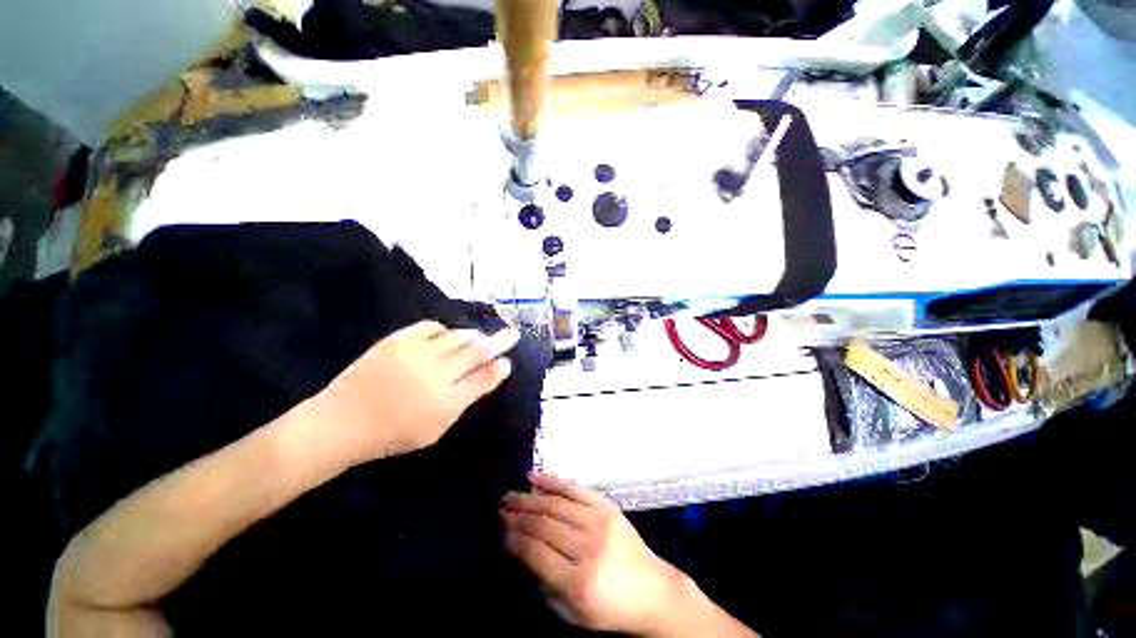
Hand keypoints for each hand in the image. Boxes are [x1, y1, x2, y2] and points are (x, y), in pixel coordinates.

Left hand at [315, 320, 518, 464]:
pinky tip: (447, 336)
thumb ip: (468, 396)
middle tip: (512, 333)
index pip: (483, 379)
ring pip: (457, 337)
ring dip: (473, 336)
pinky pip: (431, 327)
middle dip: (498, 341)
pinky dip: (445, 330)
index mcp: (446, 401)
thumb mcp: (437, 426)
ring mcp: (416, 354)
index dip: (499, 368)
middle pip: (476, 351)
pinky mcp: (398, 340)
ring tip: (481, 337)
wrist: (341, 421)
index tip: (509, 360)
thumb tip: (495, 371)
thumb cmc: (392, 432)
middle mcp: (436, 373)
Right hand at [501, 472, 686, 634]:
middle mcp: (588, 548)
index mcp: (579, 582)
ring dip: (530, 498)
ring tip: (511, 494)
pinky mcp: (607, 506)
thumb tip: (520, 550)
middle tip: (500, 507)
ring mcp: (599, 521)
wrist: (652, 589)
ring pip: (556, 504)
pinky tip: (535, 477)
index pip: (536, 553)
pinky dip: (553, 481)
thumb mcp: (574, 613)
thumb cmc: (610, 608)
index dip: (514, 539)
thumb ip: (545, 584)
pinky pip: (575, 488)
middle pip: (544, 525)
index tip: (499, 529)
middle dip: (518, 515)